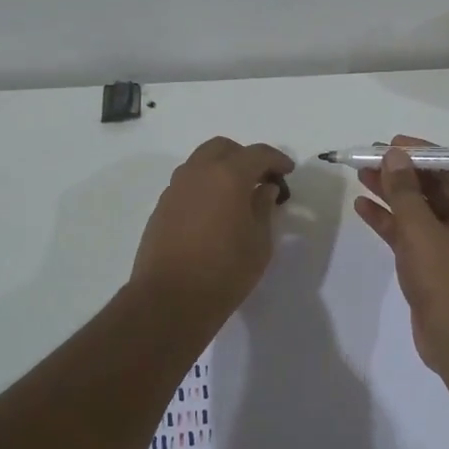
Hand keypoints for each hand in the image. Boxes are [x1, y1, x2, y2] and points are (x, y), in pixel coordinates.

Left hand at [131, 137, 294, 327]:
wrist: (170, 300)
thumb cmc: (225, 272)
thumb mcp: (259, 242)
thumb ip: (263, 208)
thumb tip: (264, 189)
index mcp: (228, 176)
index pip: (257, 154)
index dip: (276, 159)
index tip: (287, 171)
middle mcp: (198, 173)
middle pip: (223, 148)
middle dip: (244, 157)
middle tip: (260, 178)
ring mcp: (175, 189)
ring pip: (200, 162)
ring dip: (221, 168)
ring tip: (237, 194)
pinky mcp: (161, 207)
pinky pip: (187, 183)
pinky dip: (204, 185)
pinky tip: (214, 211)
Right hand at [353, 134, 448, 378]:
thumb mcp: (423, 232)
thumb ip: (405, 192)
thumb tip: (394, 156)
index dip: (422, 153)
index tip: (391, 144)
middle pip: (435, 186)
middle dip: (402, 173)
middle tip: (369, 158)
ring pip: (421, 210)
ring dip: (393, 194)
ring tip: (361, 176)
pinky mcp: (436, 266)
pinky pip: (413, 234)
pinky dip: (390, 222)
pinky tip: (363, 208)